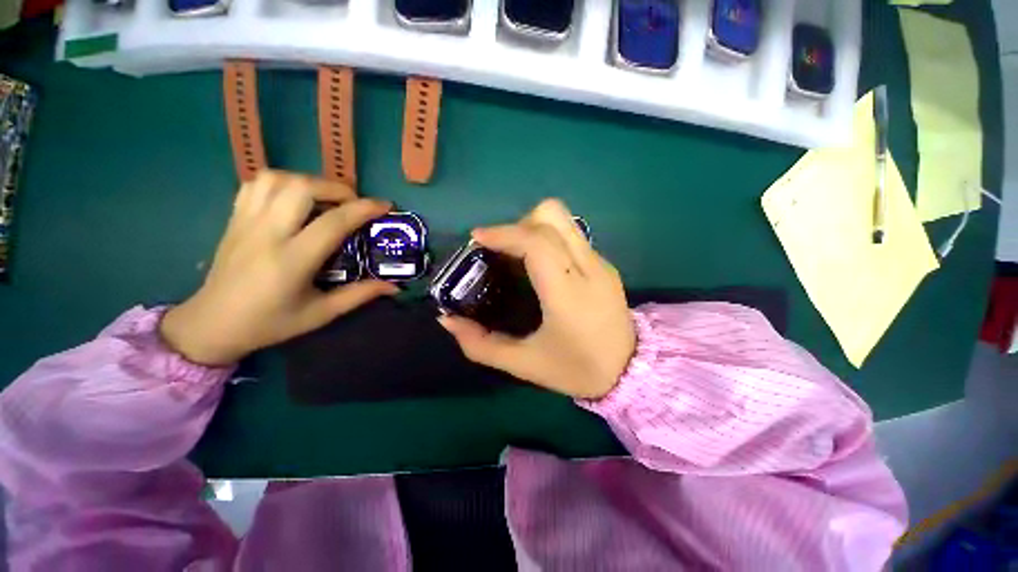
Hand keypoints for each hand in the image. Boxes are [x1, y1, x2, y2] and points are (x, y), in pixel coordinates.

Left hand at [160, 171, 397, 365]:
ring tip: (325, 199)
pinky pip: (256, 184)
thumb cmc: (271, 323)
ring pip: (277, 178)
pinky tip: (294, 199)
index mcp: (292, 261)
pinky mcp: (234, 218)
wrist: (212, 324)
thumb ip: (360, 295)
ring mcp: (246, 222)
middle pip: (302, 188)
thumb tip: (394, 287)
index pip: (333, 222)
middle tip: (353, 203)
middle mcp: (267, 234)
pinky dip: (282, 182)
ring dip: (309, 182)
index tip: (385, 206)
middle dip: (336, 188)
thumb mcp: (321, 314)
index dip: (364, 209)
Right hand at [439, 199, 635, 398]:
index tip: (477, 239)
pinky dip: (547, 238)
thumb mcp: (524, 364)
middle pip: (552, 216)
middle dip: (518, 224)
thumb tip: (447, 320)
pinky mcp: (605, 264)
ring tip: (517, 255)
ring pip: (563, 220)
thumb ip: (480, 344)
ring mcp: (600, 262)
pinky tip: (540, 266)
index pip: (537, 242)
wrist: (631, 371)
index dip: (504, 232)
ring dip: (533, 227)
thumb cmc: (577, 369)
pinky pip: (571, 235)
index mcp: (568, 293)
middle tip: (501, 250)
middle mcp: (588, 268)